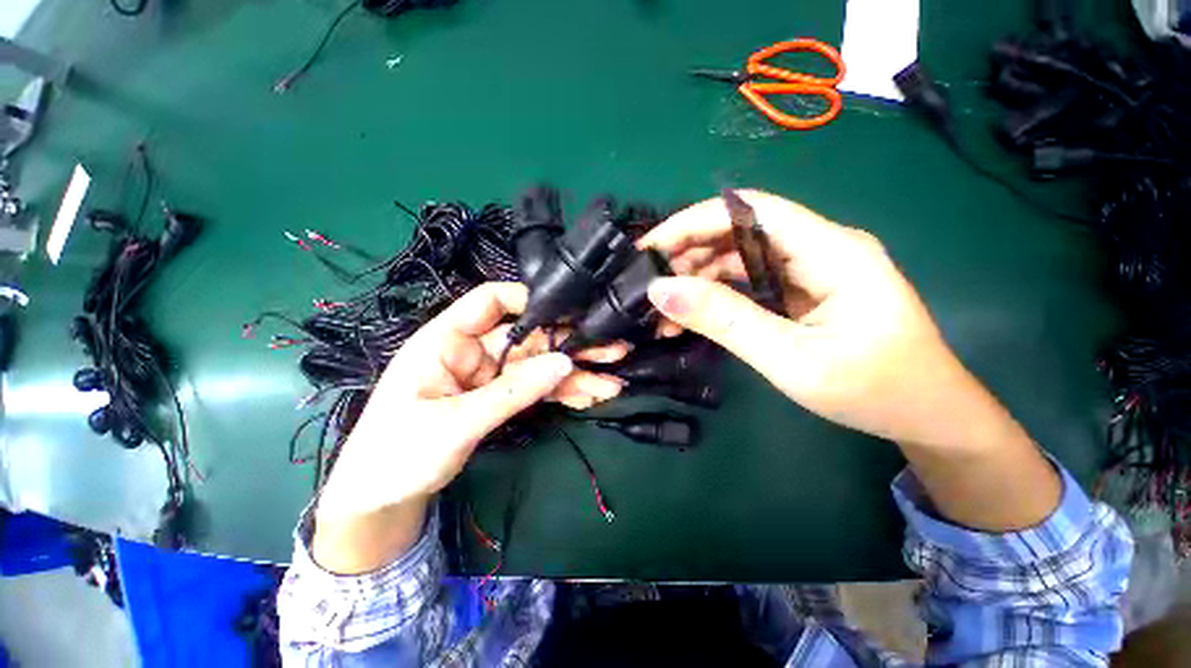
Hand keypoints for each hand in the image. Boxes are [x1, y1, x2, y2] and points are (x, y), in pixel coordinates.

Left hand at [312, 282, 624, 572]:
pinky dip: (562, 393)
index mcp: (447, 340)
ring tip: (612, 382)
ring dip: (575, 374)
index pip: (491, 301)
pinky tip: (591, 396)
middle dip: (570, 345)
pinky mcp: (499, 397)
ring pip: (539, 366)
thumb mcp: (455, 423)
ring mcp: (489, 375)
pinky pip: (536, 389)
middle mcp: (473, 351)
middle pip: (529, 338)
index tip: (571, 313)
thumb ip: (512, 392)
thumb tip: (564, 363)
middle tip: (613, 350)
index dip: (530, 300)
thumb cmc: (398, 454)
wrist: (382, 501)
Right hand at [642, 191, 1059, 531]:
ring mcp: (810, 270)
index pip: (749, 210)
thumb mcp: (791, 359)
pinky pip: (749, 282)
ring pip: (739, 258)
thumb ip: (725, 320)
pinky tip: (692, 315)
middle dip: (689, 253)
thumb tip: (662, 291)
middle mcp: (819, 248)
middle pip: (740, 231)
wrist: (927, 415)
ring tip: (663, 308)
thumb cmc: (873, 390)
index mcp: (830, 250)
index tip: (650, 248)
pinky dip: (716, 296)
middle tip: (651, 285)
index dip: (693, 221)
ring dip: (698, 278)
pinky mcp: (802, 291)